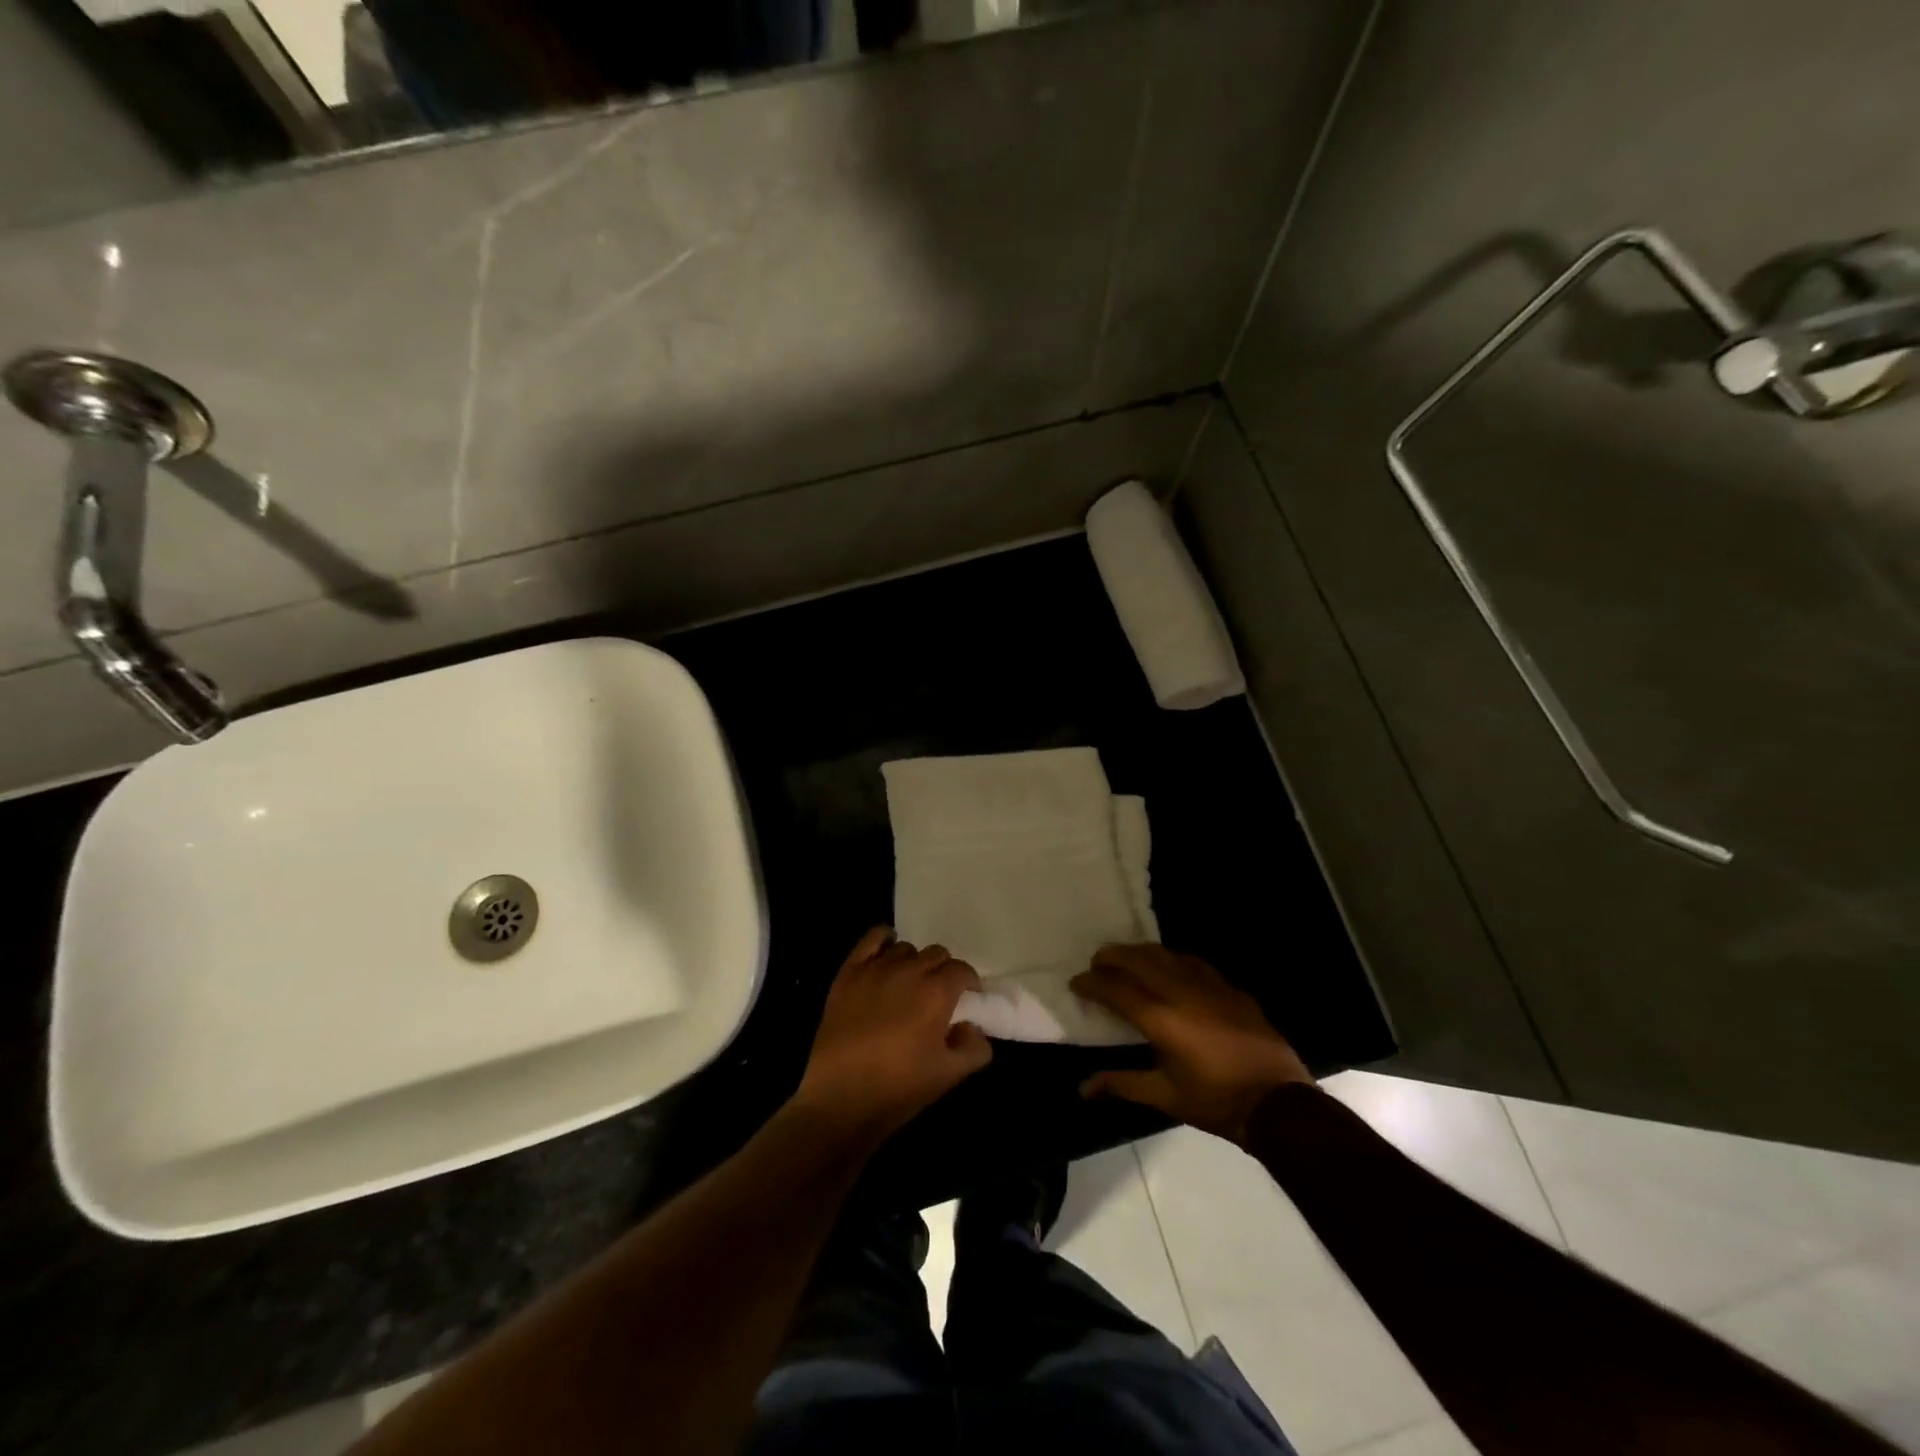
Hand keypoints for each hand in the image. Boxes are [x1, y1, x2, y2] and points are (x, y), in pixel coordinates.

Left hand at [790, 927, 993, 1144]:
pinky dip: (884, 939)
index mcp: (937, 992)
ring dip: (914, 962)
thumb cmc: (898, 1086)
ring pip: (906, 948)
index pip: (962, 970)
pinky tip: (886, 952)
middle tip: (939, 996)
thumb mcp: (949, 1075)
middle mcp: (909, 970)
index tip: (968, 999)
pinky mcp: (850, 972)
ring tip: (909, 984)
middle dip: (944, 970)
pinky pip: (872, 939)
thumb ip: (974, 1047)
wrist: (840, 1097)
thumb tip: (973, 1027)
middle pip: (936, 953)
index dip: (968, 983)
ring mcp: (877, 968)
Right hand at [1072, 945, 1311, 1143]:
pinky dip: (1172, 959)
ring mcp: (1208, 985)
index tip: (1076, 982)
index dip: (1091, 982)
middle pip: (1137, 959)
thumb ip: (1122, 1084)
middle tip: (1097, 963)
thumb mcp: (1165, 1097)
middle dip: (1112, 957)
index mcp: (1160, 1018)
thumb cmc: (1216, 1101)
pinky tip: (1170, 967)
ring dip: (1140, 953)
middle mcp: (1180, 992)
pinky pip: (1193, 962)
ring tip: (1127, 959)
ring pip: (1165, 954)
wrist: (1278, 1102)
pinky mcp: (1230, 987)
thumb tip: (1083, 1089)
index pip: (1115, 988)